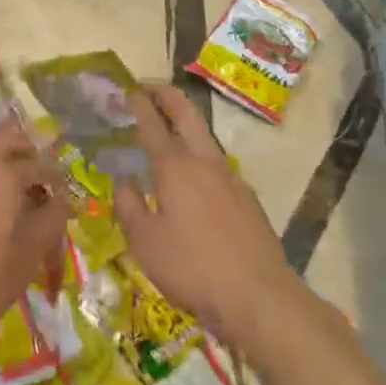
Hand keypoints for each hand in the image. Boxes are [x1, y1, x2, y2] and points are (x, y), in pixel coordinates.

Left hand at [0, 120, 68, 370]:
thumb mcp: (31, 251)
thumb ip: (53, 216)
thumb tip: (62, 200)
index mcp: (1, 172)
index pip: (38, 163)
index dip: (55, 179)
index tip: (63, 198)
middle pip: (6, 137)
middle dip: (27, 152)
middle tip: (41, 179)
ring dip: (2, 159)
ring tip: (16, 193)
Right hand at [113, 85, 293, 347]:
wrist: (261, 298)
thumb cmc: (193, 268)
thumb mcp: (145, 243)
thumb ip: (129, 206)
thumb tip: (125, 181)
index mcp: (174, 166)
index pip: (152, 123)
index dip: (138, 103)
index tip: (127, 89)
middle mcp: (203, 161)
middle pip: (186, 113)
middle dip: (166, 95)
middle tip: (149, 87)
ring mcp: (231, 177)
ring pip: (205, 135)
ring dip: (185, 121)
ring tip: (168, 126)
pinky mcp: (247, 198)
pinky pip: (216, 163)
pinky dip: (199, 152)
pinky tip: (194, 175)